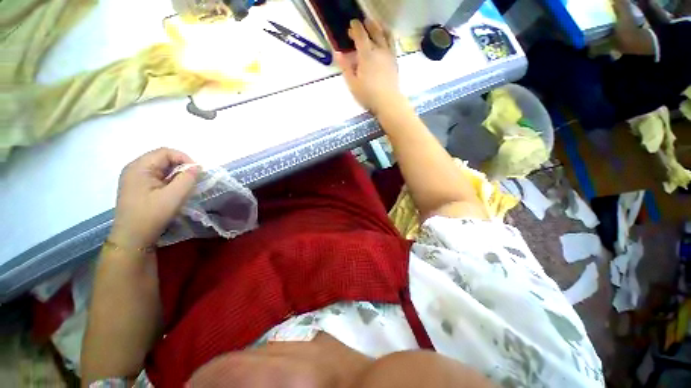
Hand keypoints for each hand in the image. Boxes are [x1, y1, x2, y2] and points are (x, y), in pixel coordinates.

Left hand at [110, 148, 198, 250]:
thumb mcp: (174, 196)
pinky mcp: (138, 187)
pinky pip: (158, 177)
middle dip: (182, 166)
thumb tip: (197, 167)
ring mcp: (135, 178)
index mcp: (139, 167)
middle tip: (194, 179)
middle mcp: (135, 169)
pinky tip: (175, 191)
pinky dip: (170, 180)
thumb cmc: (151, 215)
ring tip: (186, 186)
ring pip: (161, 168)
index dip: (184, 158)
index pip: (165, 152)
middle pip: (163, 158)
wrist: (133, 238)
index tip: (197, 172)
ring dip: (177, 174)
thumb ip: (188, 179)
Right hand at [335, 19, 402, 114]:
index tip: (351, 24)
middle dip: (366, 26)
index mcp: (366, 55)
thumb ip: (345, 67)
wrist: (388, 102)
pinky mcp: (395, 61)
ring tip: (375, 25)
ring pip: (385, 35)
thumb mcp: (352, 84)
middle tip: (360, 25)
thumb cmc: (368, 95)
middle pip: (373, 32)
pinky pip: (392, 43)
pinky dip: (388, 36)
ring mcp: (389, 55)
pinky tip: (386, 38)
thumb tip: (337, 53)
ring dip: (379, 27)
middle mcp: (379, 50)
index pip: (360, 35)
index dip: (355, 27)